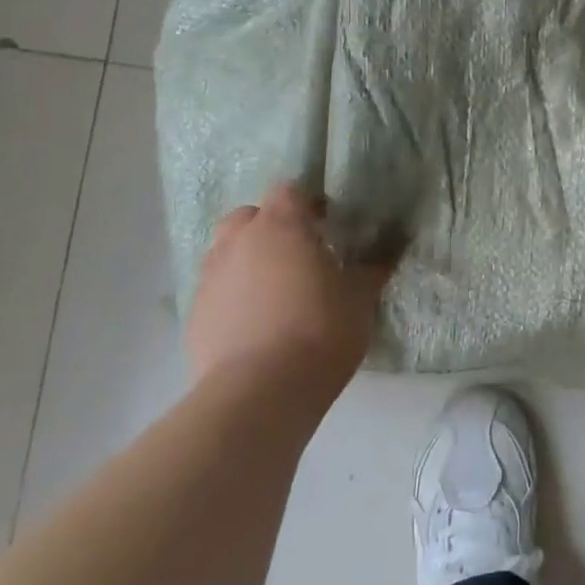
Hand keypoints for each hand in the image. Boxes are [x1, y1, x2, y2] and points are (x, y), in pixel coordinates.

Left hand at [186, 185, 391, 410]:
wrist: (259, 393)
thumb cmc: (320, 332)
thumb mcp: (360, 299)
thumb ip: (372, 269)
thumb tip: (389, 250)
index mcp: (281, 226)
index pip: (289, 191)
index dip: (308, 204)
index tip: (327, 227)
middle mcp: (239, 242)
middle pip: (250, 217)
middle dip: (271, 228)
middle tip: (299, 256)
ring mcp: (210, 278)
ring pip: (227, 252)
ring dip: (249, 261)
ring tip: (275, 291)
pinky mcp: (195, 315)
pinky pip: (217, 291)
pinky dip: (233, 296)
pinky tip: (255, 324)